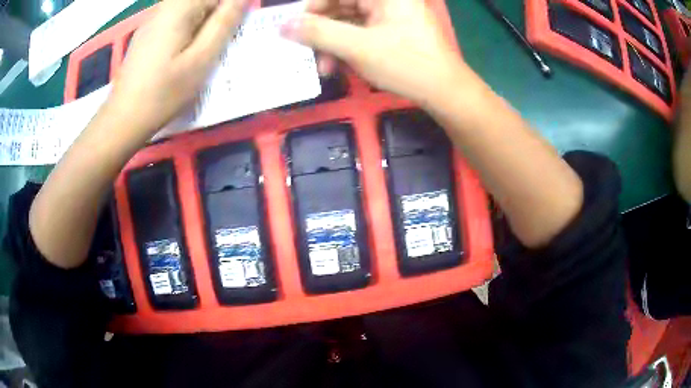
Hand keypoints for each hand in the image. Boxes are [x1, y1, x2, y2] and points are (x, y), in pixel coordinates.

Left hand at [109, 0, 249, 135]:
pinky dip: (188, 29)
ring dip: (204, 24)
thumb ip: (224, 23)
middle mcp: (165, 7)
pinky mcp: (147, 33)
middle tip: (219, 43)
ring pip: (189, 10)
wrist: (124, 119)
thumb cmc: (164, 92)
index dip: (230, 9)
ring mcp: (153, 19)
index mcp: (180, 8)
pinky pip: (176, 19)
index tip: (231, 32)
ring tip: (204, 49)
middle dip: (217, 16)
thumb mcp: (201, 59)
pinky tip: (184, 52)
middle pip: (202, 1)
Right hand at [281, 0, 469, 105]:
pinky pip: (362, 32)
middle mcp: (387, 0)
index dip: (312, 7)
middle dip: (322, 30)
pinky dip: (348, 47)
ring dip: (333, 43)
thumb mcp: (357, 47)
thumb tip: (282, 25)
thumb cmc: (406, 64)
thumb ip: (318, 32)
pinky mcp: (394, 29)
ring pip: (350, 21)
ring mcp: (391, 14)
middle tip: (307, 52)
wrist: (446, 92)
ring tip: (325, 68)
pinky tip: (340, 65)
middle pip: (342, 5)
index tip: (295, 28)